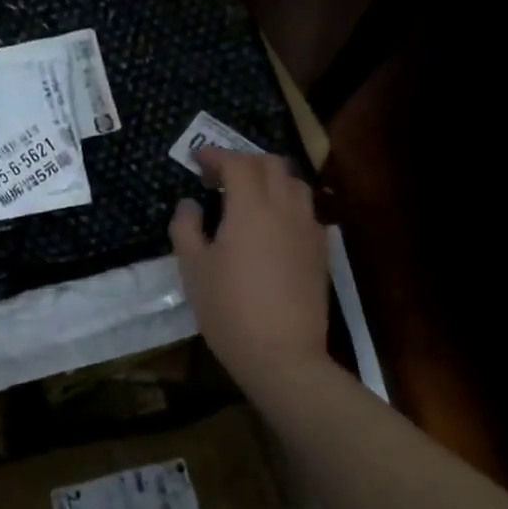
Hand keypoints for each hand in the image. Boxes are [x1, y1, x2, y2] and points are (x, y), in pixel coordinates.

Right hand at [169, 146, 329, 396]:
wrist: (282, 354)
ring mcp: (308, 228)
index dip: (215, 155)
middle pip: (271, 164)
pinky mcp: (321, 251)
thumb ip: (187, 228)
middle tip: (220, 176)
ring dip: (271, 178)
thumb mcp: (193, 268)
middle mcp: (285, 208)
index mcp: (250, 207)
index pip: (236, 163)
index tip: (197, 158)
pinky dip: (288, 203)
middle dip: (244, 161)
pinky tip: (274, 224)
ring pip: (295, 184)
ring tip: (249, 195)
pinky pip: (307, 210)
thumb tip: (190, 204)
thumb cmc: (228, 309)